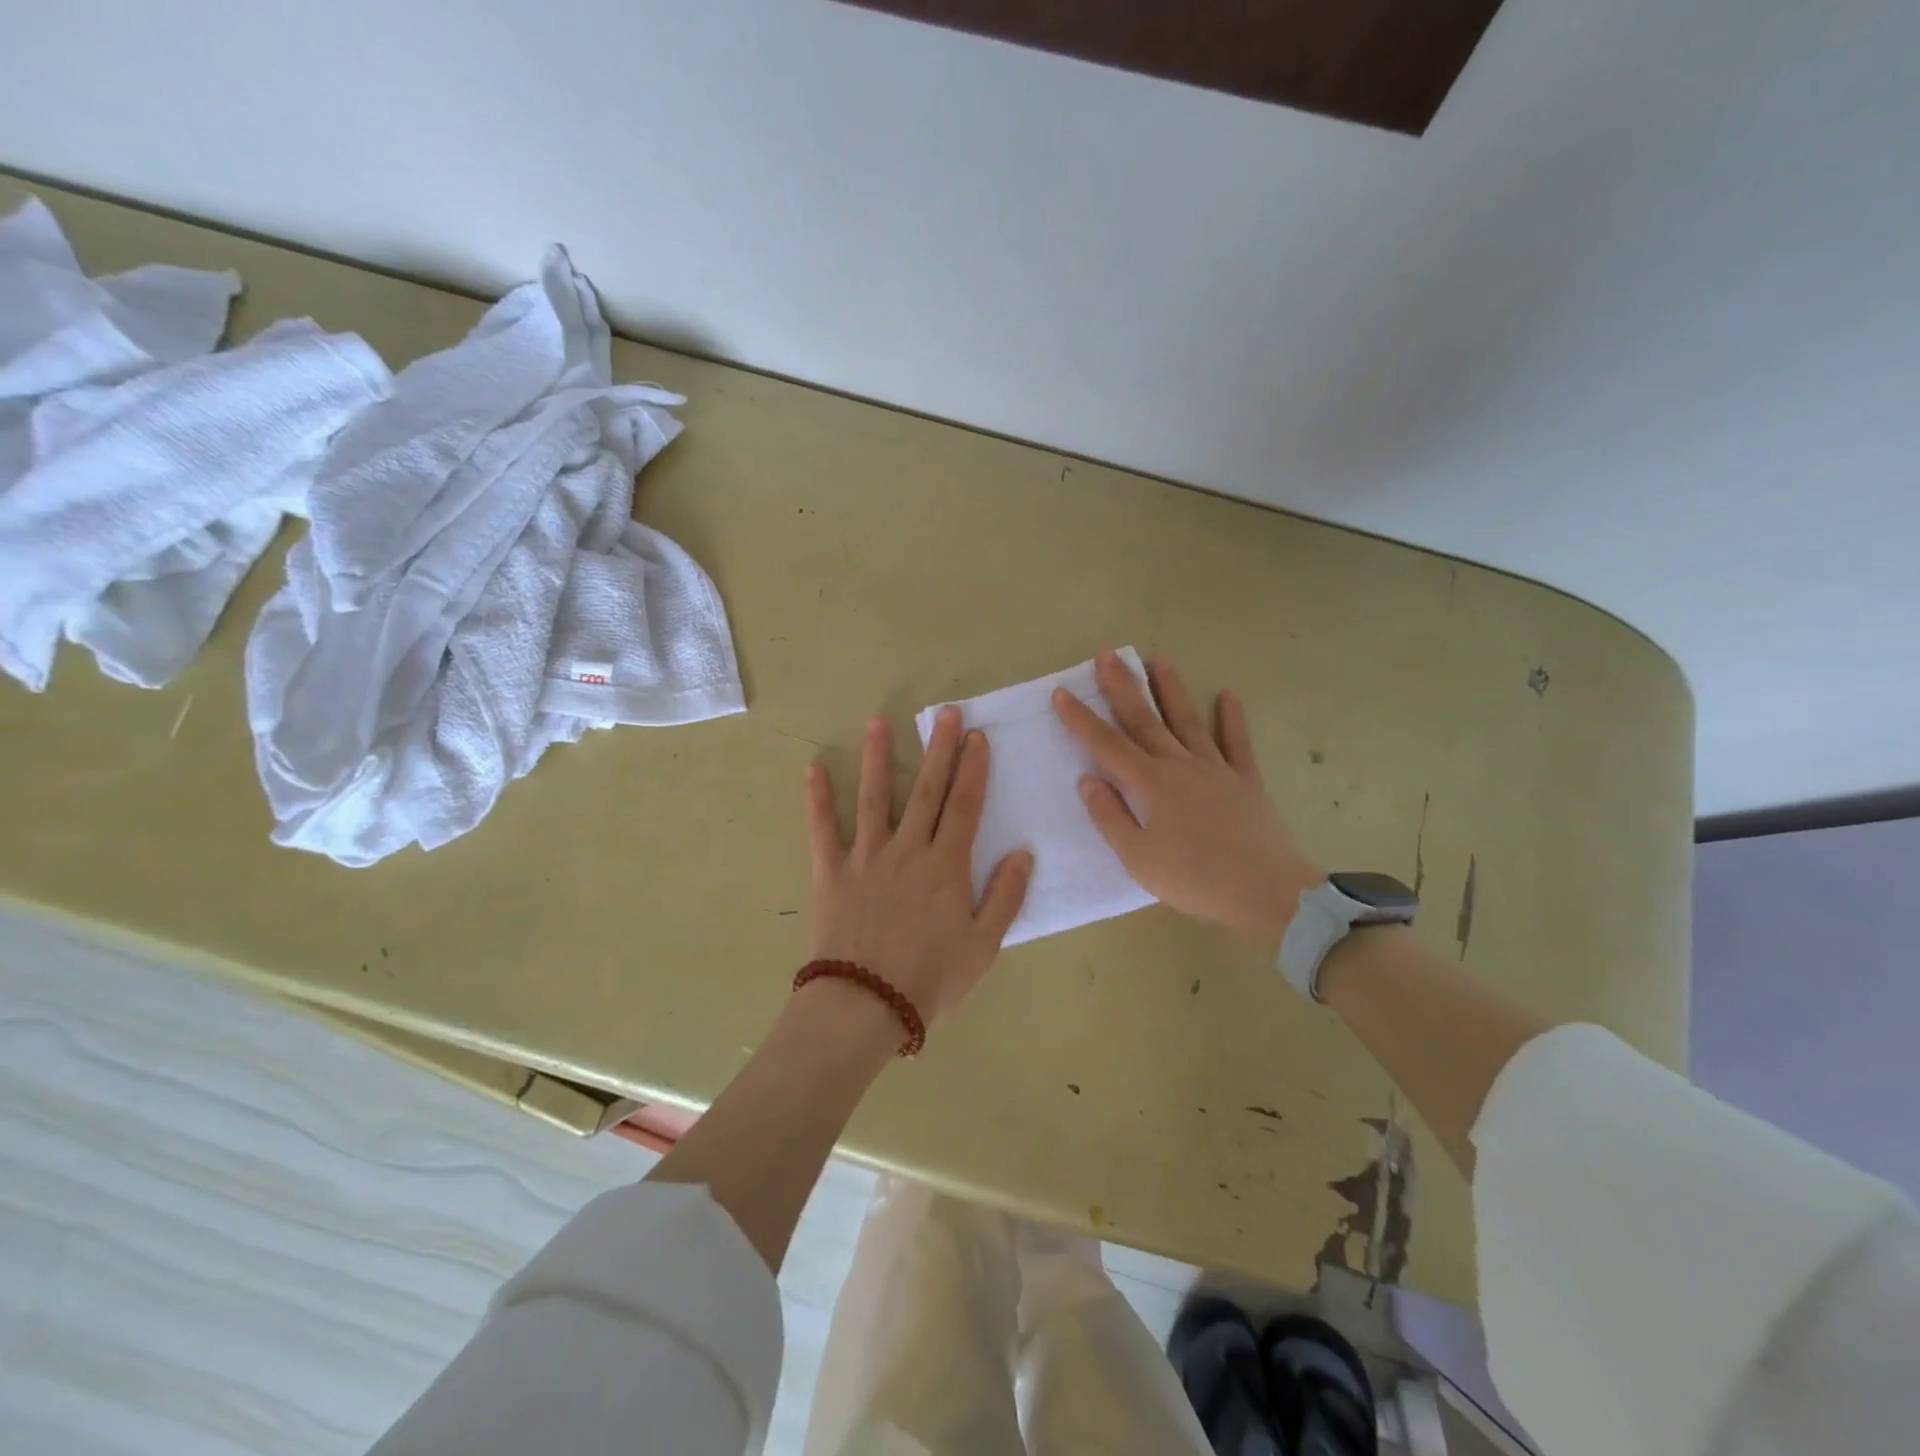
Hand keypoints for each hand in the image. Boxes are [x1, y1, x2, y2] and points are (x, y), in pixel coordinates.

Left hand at [806, 708, 1032, 1025]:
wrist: (866, 1005)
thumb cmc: (931, 978)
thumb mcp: (983, 945)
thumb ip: (1005, 896)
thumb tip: (1022, 854)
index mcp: (946, 866)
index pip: (965, 806)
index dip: (973, 770)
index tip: (977, 738)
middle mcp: (907, 850)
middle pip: (927, 791)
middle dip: (940, 749)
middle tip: (946, 713)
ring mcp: (866, 857)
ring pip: (874, 798)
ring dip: (878, 757)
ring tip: (878, 722)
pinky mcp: (831, 871)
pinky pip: (821, 829)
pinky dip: (817, 799)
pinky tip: (813, 768)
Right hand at [1053, 652, 1322, 944]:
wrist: (1268, 891)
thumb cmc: (1195, 879)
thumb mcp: (1138, 859)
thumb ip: (1110, 817)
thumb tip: (1088, 780)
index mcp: (1150, 785)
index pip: (1106, 744)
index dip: (1081, 719)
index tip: (1062, 692)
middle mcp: (1179, 765)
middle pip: (1145, 720)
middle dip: (1123, 687)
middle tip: (1108, 655)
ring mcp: (1216, 768)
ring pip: (1187, 720)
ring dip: (1170, 689)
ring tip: (1157, 659)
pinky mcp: (1246, 779)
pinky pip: (1236, 741)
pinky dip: (1232, 717)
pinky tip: (1228, 694)